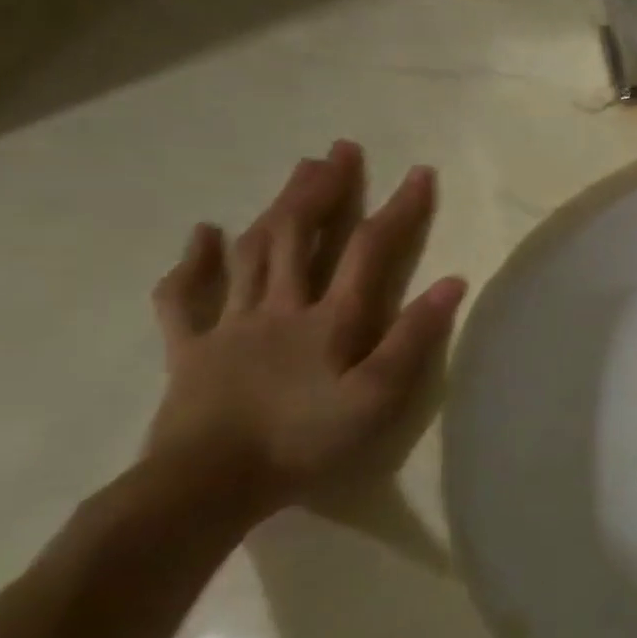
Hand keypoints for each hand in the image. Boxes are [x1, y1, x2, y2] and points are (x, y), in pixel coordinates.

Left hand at [145, 141, 466, 518]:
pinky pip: (184, 296)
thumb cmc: (304, 442)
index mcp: (330, 319)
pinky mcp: (190, 348)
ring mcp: (229, 324)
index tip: (419, 172)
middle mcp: (280, 307)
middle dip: (324, 190)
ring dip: (276, 208)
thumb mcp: (379, 397)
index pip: (370, 250)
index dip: (398, 209)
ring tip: (296, 173)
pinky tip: (203, 235)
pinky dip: (194, 262)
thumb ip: (413, 338)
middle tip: (339, 151)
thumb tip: (452, 282)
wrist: (206, 485)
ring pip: (252, 252)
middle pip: (301, 235)